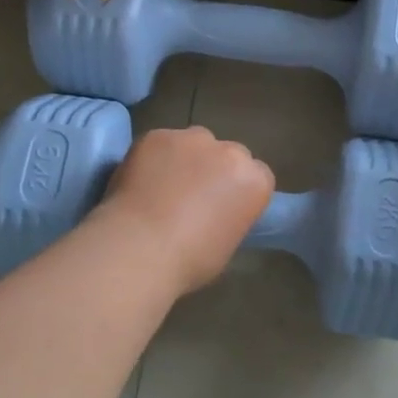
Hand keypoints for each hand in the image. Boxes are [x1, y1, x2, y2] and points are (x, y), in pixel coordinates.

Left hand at [97, 126, 274, 294]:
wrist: (140, 248)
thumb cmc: (190, 261)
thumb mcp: (227, 245)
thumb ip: (228, 216)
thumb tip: (212, 214)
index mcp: (255, 181)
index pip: (257, 176)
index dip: (238, 190)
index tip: (223, 207)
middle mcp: (230, 152)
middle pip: (228, 154)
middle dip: (215, 170)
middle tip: (192, 197)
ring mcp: (191, 139)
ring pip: (193, 143)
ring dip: (185, 159)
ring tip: (162, 187)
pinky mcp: (157, 136)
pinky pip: (160, 144)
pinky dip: (153, 158)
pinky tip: (140, 181)